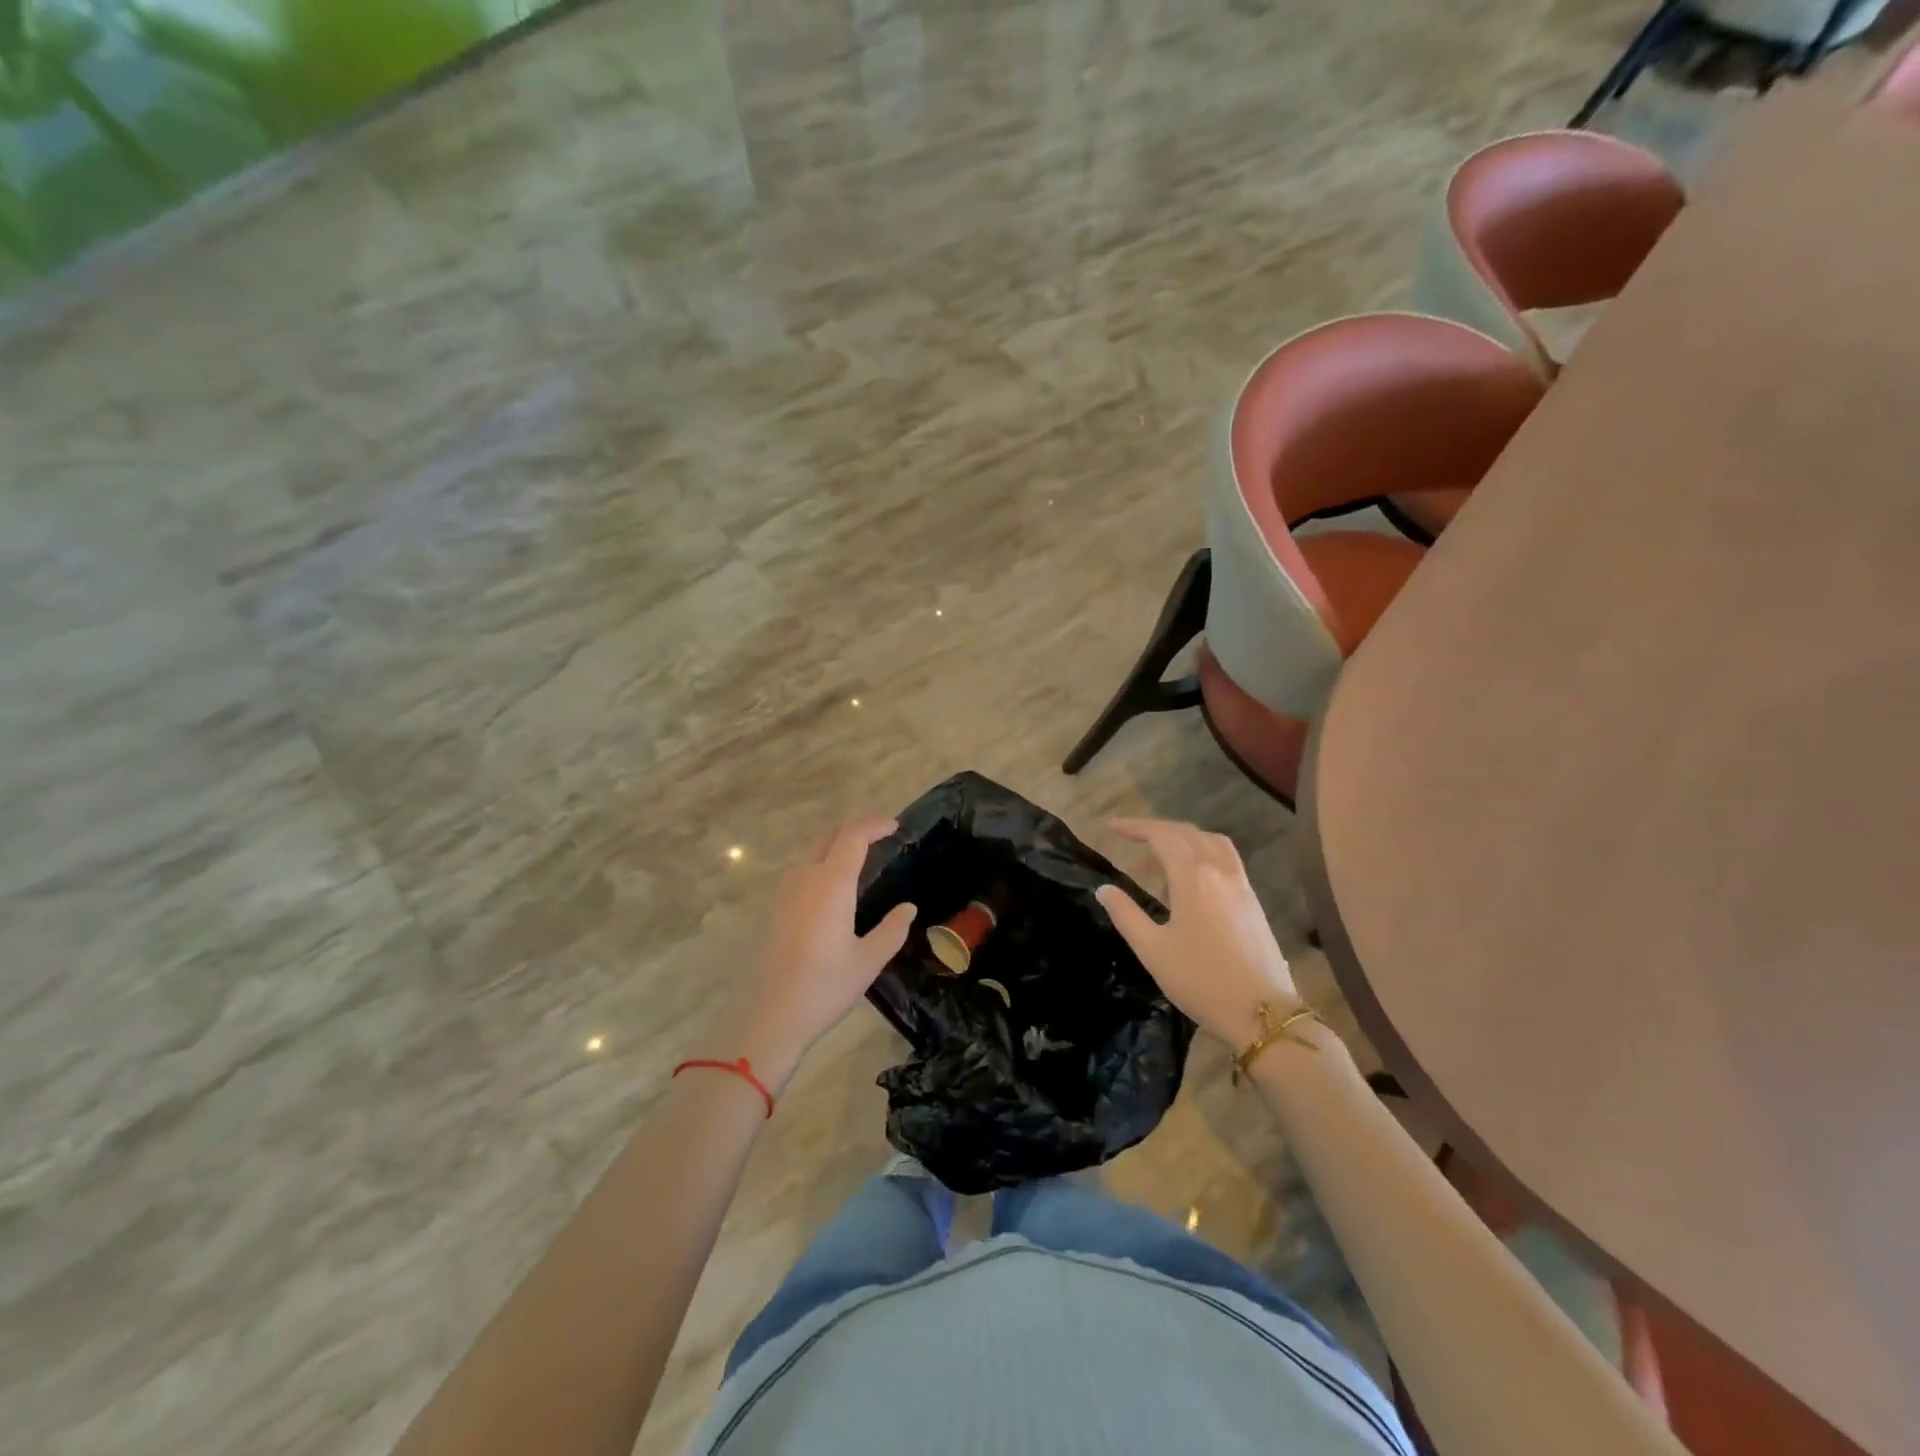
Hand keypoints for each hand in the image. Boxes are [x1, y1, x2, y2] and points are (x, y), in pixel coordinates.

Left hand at [734, 816, 916, 1090]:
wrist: (768, 1018)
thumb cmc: (823, 988)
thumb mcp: (868, 961)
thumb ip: (892, 930)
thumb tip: (908, 908)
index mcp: (831, 884)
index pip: (853, 835)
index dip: (874, 824)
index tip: (895, 825)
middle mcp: (805, 878)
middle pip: (829, 835)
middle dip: (855, 828)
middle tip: (881, 835)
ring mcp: (785, 892)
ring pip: (812, 851)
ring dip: (837, 844)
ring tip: (861, 857)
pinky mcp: (775, 908)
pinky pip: (802, 870)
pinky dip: (823, 862)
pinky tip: (835, 887)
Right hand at [1095, 818, 1308, 1050]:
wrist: (1262, 1012)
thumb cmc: (1200, 980)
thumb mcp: (1152, 950)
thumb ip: (1125, 915)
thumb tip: (1104, 889)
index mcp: (1192, 877)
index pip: (1161, 836)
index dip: (1134, 827)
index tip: (1110, 827)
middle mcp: (1219, 870)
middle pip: (1186, 833)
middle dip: (1156, 829)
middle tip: (1129, 836)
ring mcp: (1241, 883)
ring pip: (1211, 841)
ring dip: (1183, 836)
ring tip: (1161, 851)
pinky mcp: (1253, 900)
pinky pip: (1226, 857)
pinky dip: (1203, 850)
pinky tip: (1192, 874)